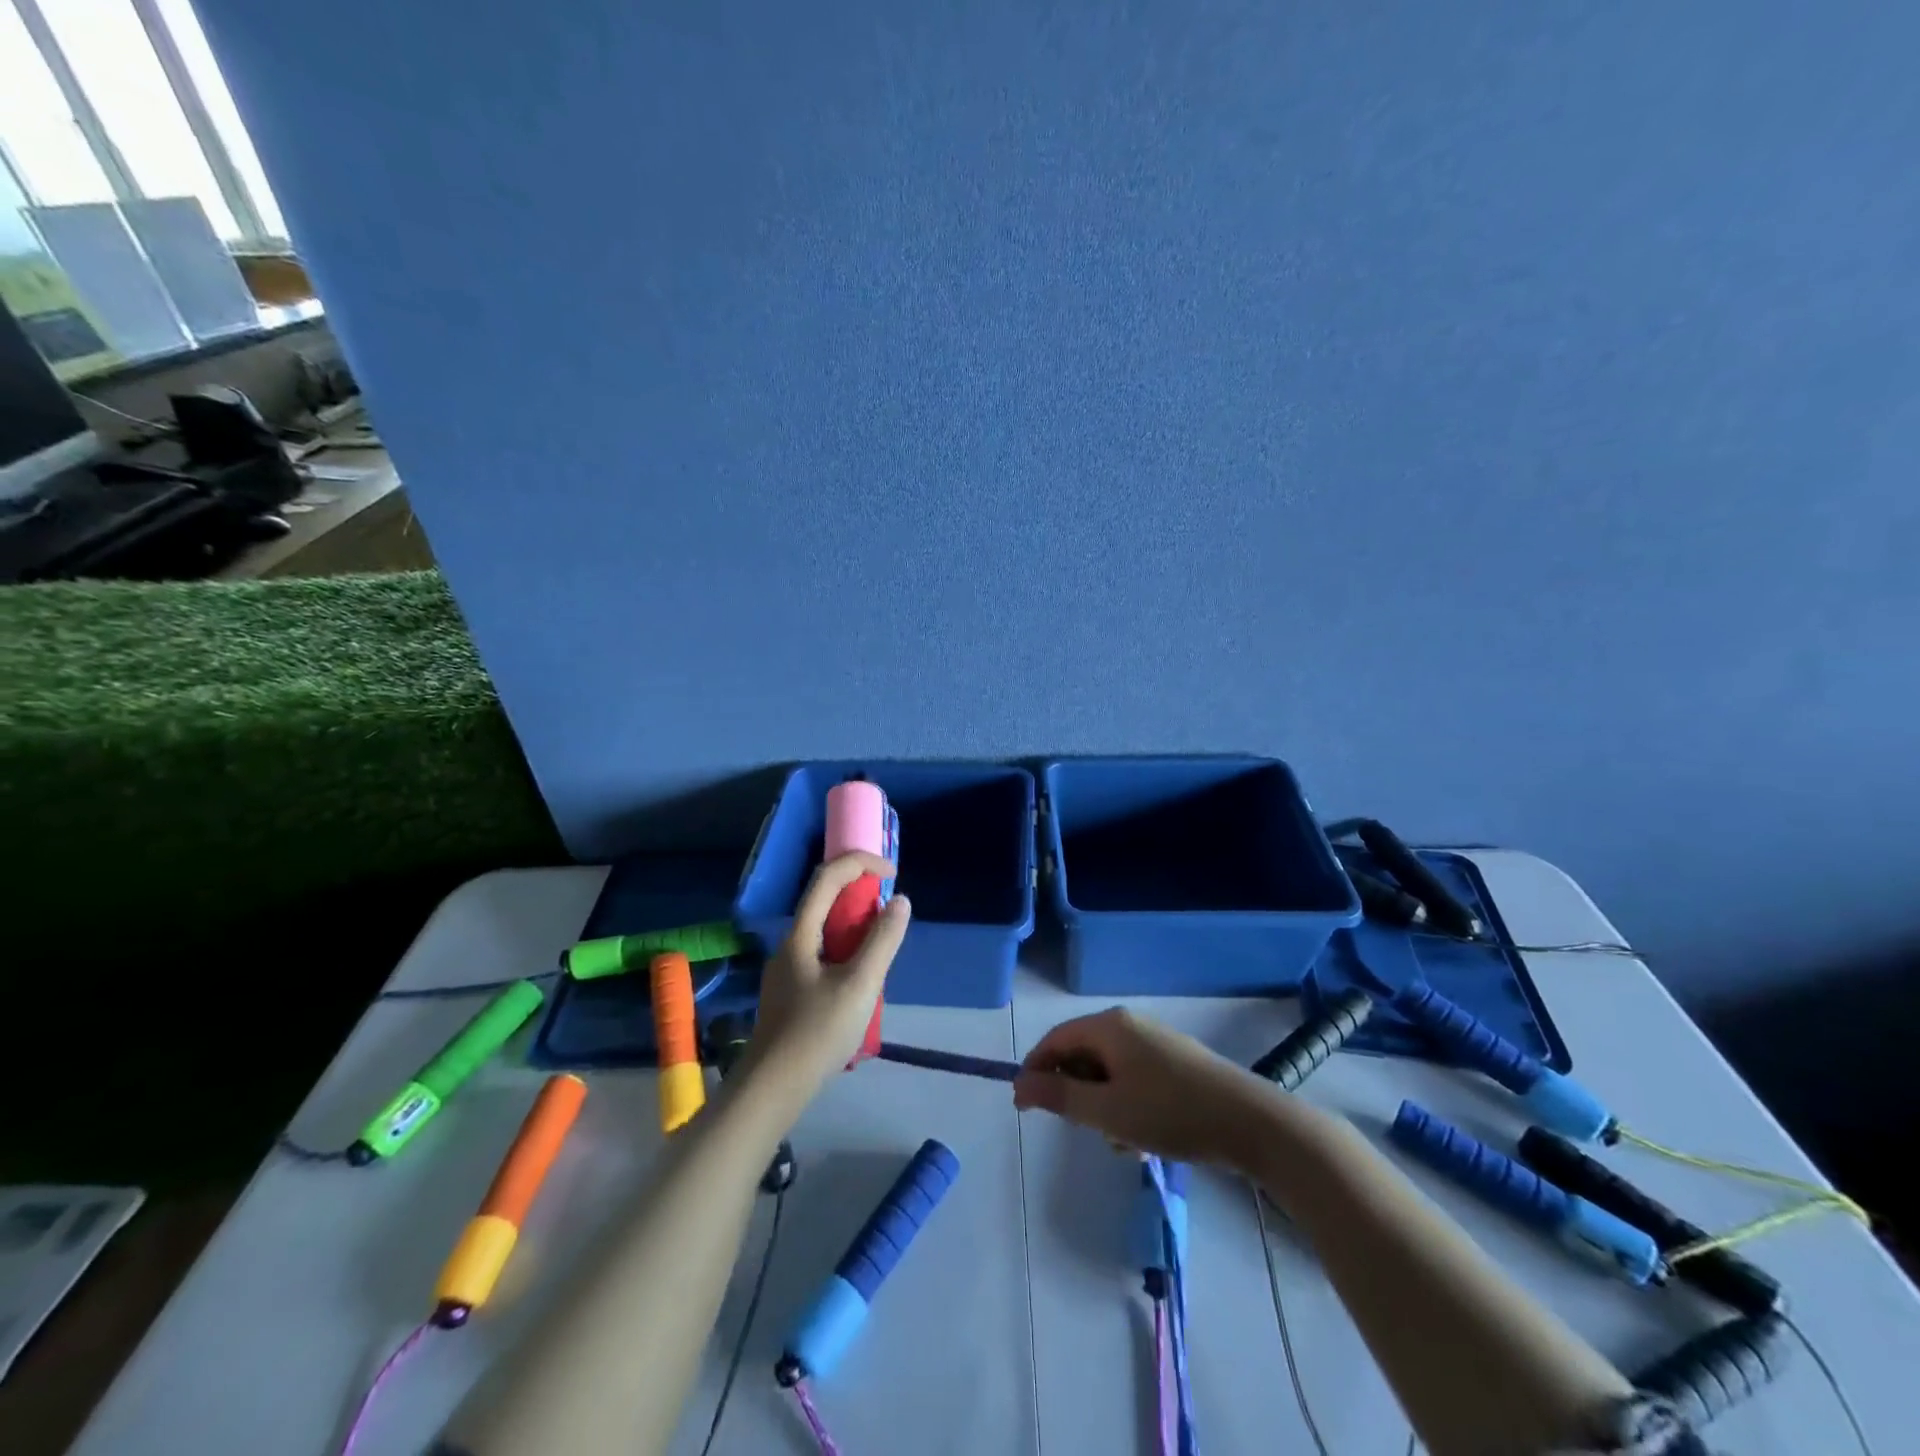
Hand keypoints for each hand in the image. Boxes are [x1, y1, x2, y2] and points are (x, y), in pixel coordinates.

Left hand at [747, 852, 909, 1108]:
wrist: (771, 1089)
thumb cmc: (817, 1033)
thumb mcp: (859, 985)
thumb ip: (882, 941)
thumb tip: (900, 901)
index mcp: (801, 934)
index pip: (828, 877)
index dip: (861, 863)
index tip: (892, 873)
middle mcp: (790, 943)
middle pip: (825, 900)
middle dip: (861, 894)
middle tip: (891, 913)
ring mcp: (788, 968)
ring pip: (826, 929)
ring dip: (857, 925)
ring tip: (882, 950)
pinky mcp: (792, 991)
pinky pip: (824, 953)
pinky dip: (848, 949)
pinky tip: (862, 981)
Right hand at [1013, 1007, 1273, 1167]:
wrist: (1251, 1123)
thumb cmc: (1171, 1113)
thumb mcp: (1107, 1111)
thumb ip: (1060, 1096)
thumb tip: (1020, 1084)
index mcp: (1109, 1026)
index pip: (1055, 1040)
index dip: (1035, 1071)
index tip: (1024, 1107)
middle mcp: (1129, 1025)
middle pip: (1082, 1053)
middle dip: (1075, 1092)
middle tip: (1081, 1128)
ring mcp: (1155, 1042)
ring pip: (1108, 1070)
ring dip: (1103, 1105)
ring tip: (1120, 1141)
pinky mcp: (1176, 1062)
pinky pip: (1133, 1077)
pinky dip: (1126, 1104)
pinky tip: (1144, 1138)